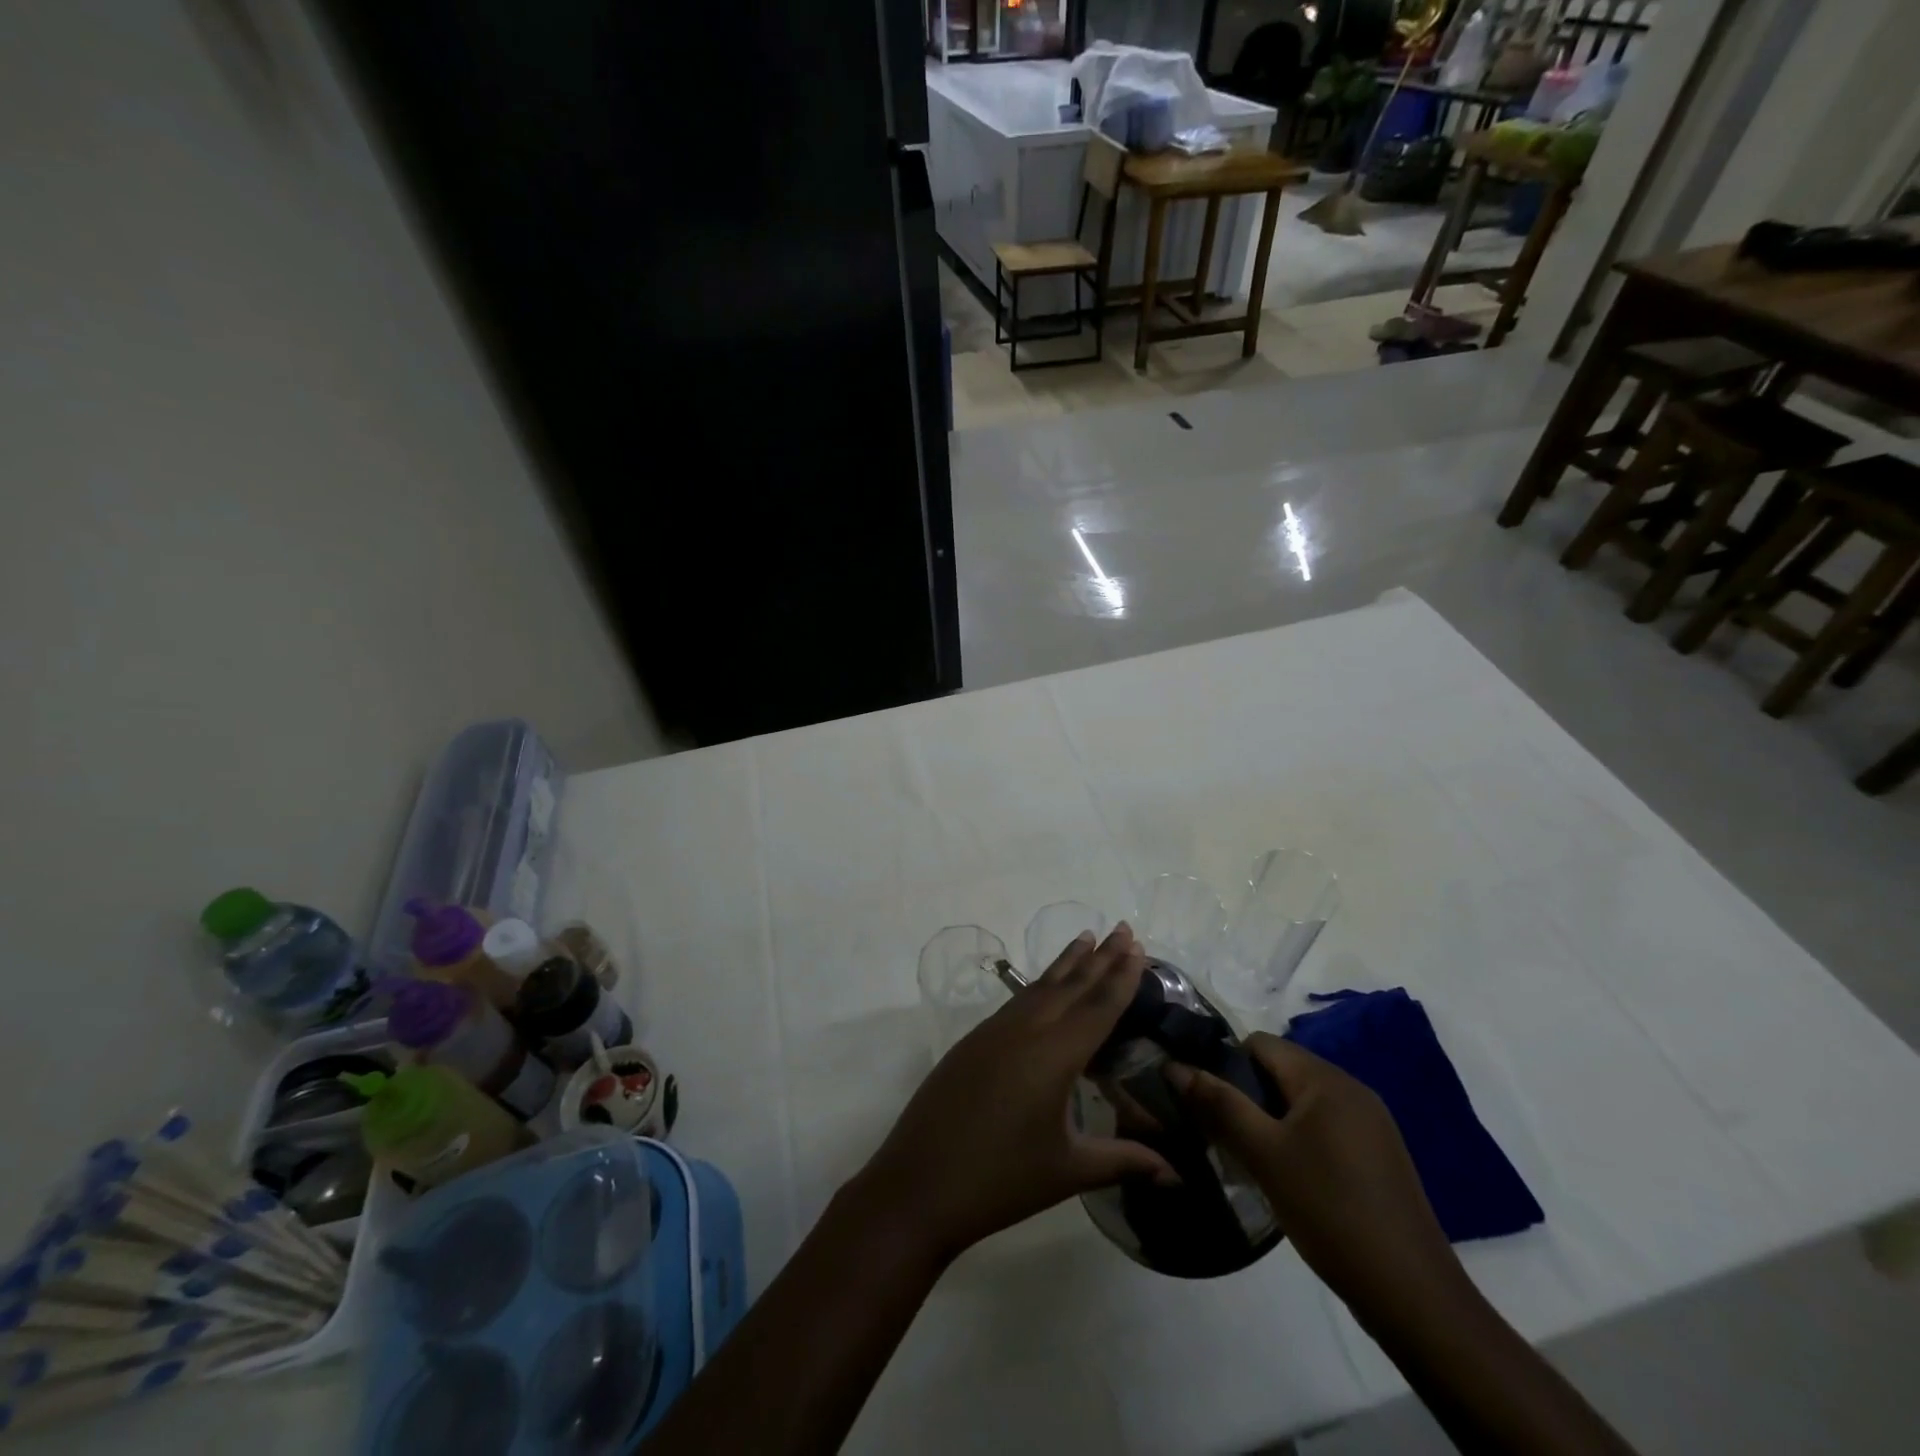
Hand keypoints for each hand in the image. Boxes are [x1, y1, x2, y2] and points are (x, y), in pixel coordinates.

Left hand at [851, 924, 1175, 1263]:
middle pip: (1070, 985)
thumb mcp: (1067, 1171)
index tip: (1137, 945)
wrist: (918, 1184)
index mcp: (1053, 1055)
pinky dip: (1040, 986)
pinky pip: (1017, 1002)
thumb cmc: (1000, 1180)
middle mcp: (1025, 1030)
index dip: (1121, 976)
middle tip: (1123, 927)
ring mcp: (993, 1032)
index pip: (1098, 1006)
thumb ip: (1122, 1161)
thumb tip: (1176, 1173)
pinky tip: (1046, 986)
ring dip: (1067, 962)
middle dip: (1100, 956)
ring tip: (1087, 937)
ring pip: (1039, 987)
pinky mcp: (973, 1041)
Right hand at [1167, 1034, 1467, 1332]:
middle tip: (1222, 1135)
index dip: (1225, 1064)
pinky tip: (1289, 1179)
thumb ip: (1219, 1104)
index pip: (1259, 1043)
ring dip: (1270, 1121)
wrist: (1413, 1296)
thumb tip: (1174, 1065)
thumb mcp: (1264, 1155)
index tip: (1205, 1103)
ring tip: (1250, 1159)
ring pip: (1301, 1102)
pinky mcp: (1379, 1156)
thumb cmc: (1330, 1211)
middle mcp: (1352, 1089)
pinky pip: (1324, 1128)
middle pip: (1280, 1071)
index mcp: (1325, 1078)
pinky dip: (1298, 1140)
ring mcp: (1371, 1124)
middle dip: (1246, 1095)